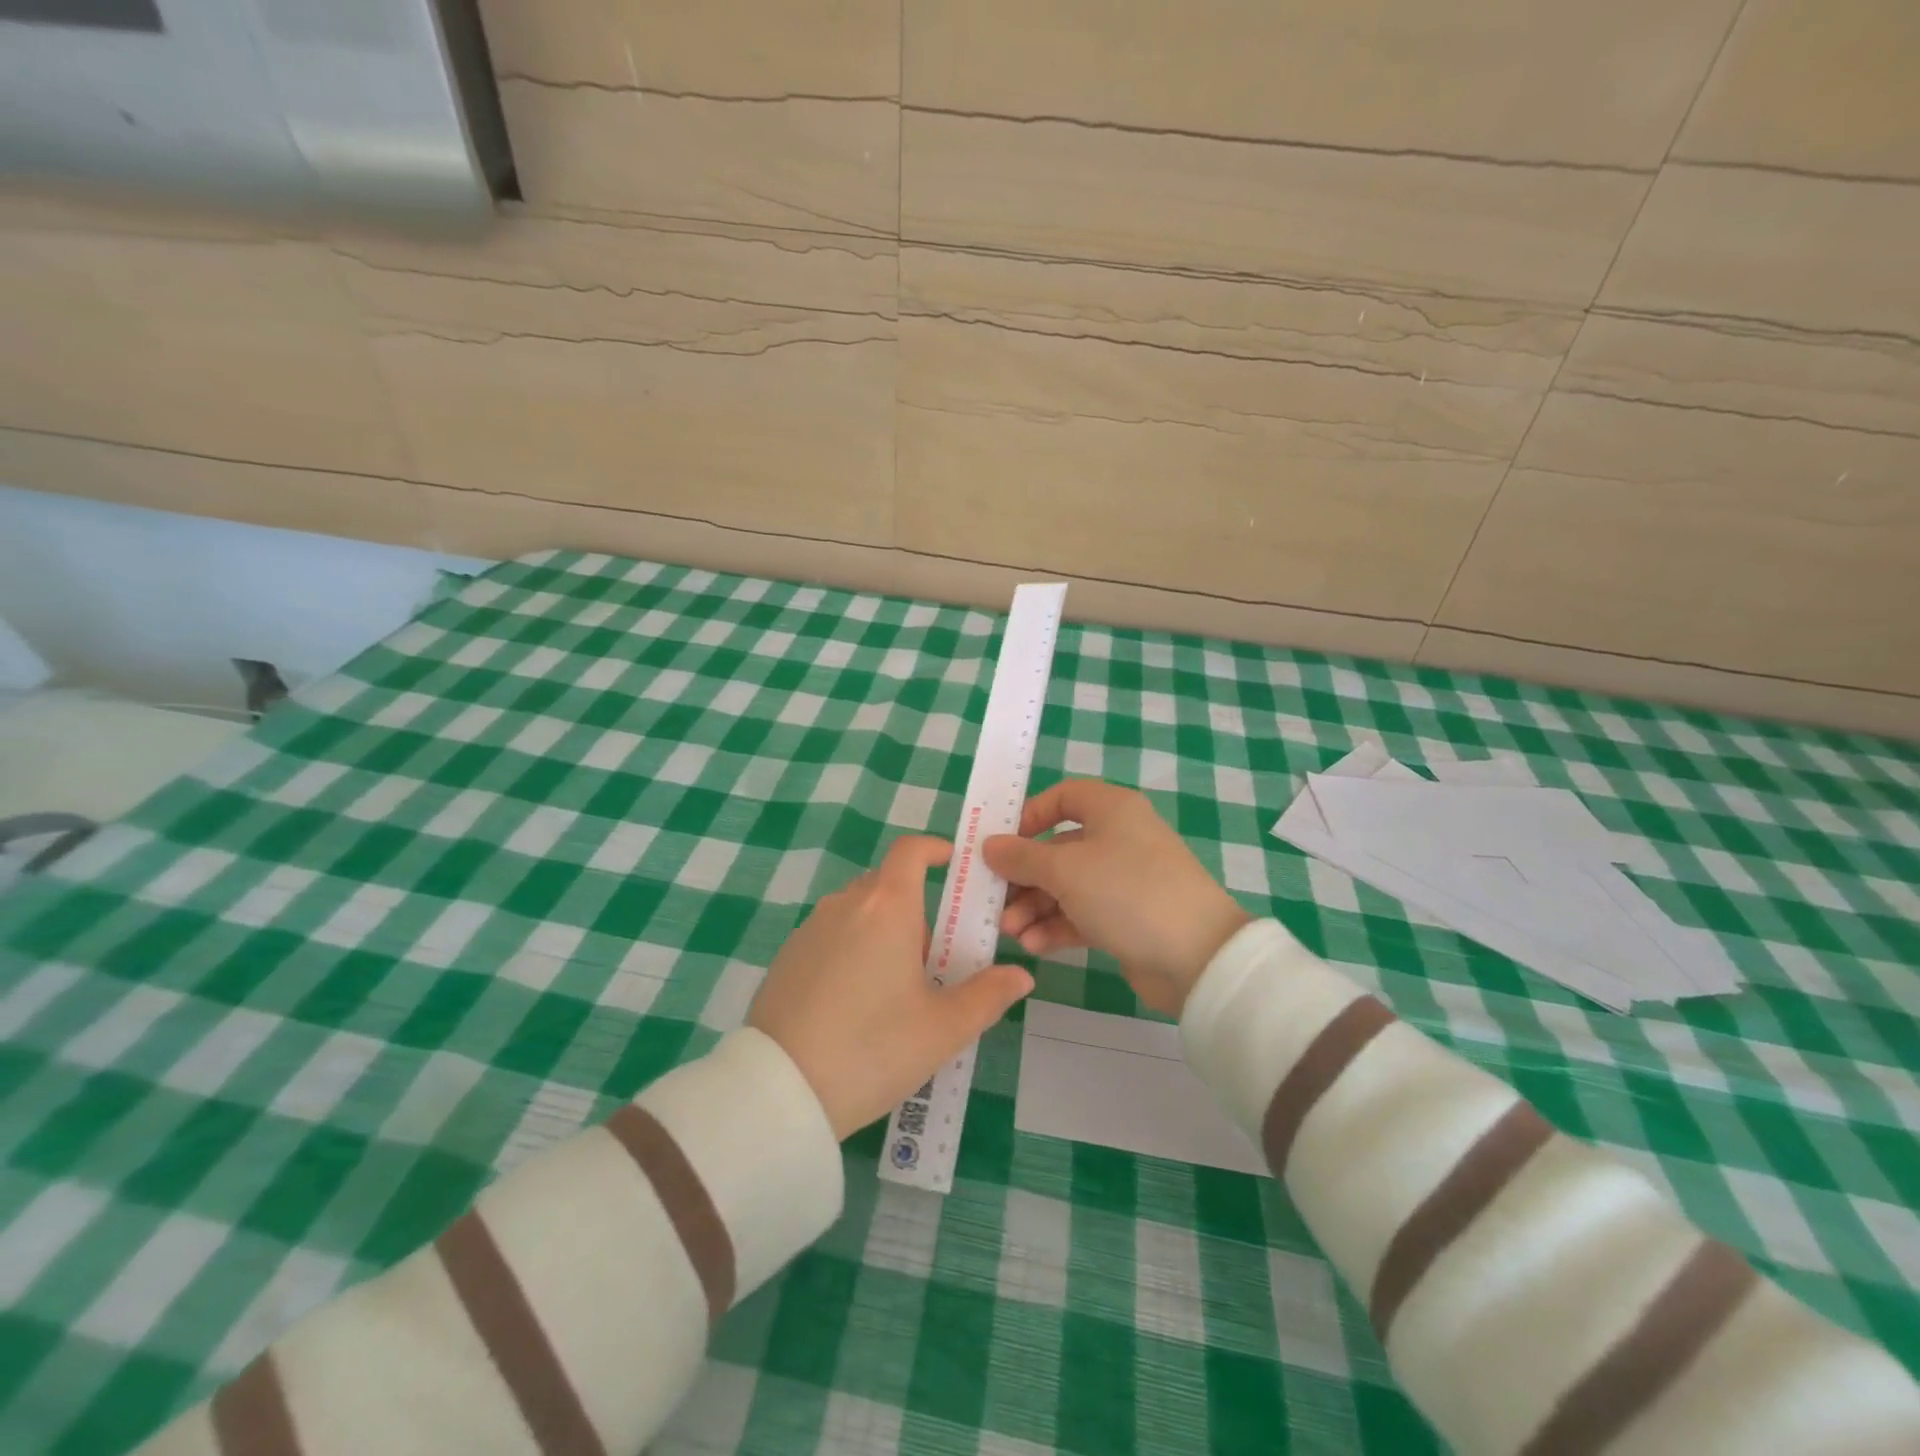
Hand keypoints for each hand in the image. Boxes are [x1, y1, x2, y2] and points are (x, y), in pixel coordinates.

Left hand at [749, 835, 1033, 1139]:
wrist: (780, 1089)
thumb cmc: (874, 1048)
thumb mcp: (943, 1029)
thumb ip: (988, 996)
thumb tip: (1020, 976)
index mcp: (887, 906)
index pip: (910, 850)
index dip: (933, 849)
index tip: (953, 865)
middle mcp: (846, 904)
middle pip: (887, 885)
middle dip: (915, 908)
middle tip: (936, 958)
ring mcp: (810, 929)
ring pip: (857, 913)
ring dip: (882, 932)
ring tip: (896, 989)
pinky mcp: (786, 957)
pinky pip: (830, 937)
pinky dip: (851, 951)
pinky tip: (855, 1005)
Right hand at [982, 780, 1249, 1016]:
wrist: (1198, 956)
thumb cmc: (1127, 892)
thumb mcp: (1065, 870)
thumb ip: (1021, 857)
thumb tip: (990, 845)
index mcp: (1111, 809)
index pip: (1063, 797)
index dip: (1029, 816)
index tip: (1002, 844)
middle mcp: (1119, 838)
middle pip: (1058, 848)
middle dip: (1024, 876)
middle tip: (995, 901)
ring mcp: (1125, 880)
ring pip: (1067, 885)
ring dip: (1035, 907)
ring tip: (1011, 932)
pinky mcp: (1128, 918)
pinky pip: (1082, 914)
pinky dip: (1057, 927)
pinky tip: (1034, 946)